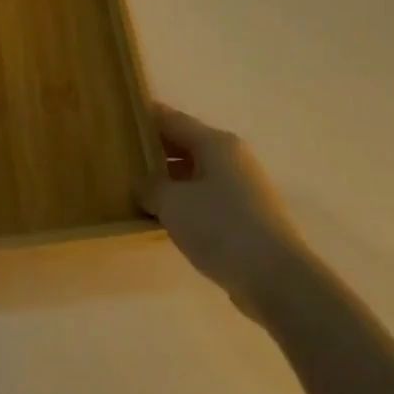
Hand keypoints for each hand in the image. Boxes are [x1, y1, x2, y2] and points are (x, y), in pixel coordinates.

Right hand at [136, 103, 306, 323]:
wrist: (274, 277)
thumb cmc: (220, 226)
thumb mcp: (173, 202)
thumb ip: (150, 187)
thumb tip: (143, 184)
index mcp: (216, 143)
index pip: (173, 119)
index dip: (146, 117)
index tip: (120, 117)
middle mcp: (232, 158)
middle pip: (186, 145)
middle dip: (154, 150)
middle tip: (120, 157)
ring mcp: (242, 189)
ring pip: (195, 175)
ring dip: (168, 181)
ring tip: (135, 189)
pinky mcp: (245, 218)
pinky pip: (205, 200)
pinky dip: (184, 204)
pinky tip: (162, 218)